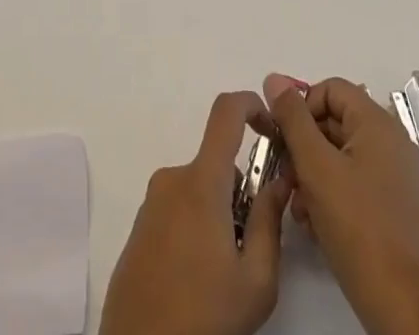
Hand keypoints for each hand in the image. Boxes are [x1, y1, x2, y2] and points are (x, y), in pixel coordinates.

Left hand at [99, 91, 290, 334]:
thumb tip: (278, 181)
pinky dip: (196, 229)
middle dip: (241, 194)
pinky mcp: (140, 226)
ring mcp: (152, 201)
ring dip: (218, 216)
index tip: (274, 130)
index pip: (226, 112)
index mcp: (201, 181)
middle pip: (217, 164)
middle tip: (251, 248)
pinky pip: (178, 210)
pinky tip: (198, 281)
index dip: (252, 105)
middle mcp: (173, 178)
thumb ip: (270, 223)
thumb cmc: (204, 317)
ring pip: (200, 191)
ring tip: (224, 274)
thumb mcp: (256, 281)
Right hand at [266, 76, 418, 334]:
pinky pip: (356, 182)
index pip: (330, 89)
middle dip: (304, 144)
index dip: (302, 107)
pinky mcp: (395, 207)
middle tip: (285, 174)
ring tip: (297, 205)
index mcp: (377, 123)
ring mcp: (397, 176)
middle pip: (335, 121)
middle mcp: (392, 142)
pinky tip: (315, 222)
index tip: (283, 138)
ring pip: (342, 155)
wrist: (405, 306)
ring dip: (313, 173)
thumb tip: (273, 79)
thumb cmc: (357, 227)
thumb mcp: (315, 166)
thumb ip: (292, 118)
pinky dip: (332, 192)